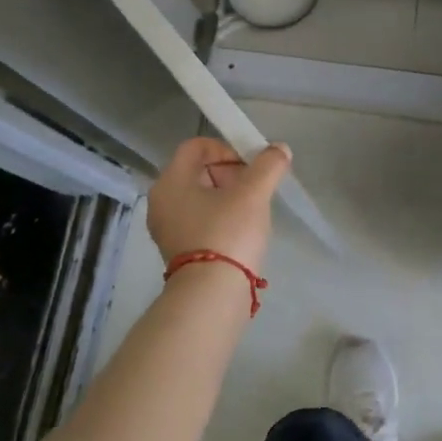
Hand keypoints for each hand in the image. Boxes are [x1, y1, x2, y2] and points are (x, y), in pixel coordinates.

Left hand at [145, 137, 290, 274]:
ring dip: (228, 198)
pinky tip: (241, 233)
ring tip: (252, 213)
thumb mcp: (254, 194)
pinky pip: (200, 221)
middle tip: (255, 190)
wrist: (212, 294)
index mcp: (171, 181)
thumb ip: (269, 165)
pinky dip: (220, 219)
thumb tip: (280, 149)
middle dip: (231, 174)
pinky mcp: (178, 250)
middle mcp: (161, 201)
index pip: (197, 146)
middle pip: (199, 171)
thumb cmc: (228, 233)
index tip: (251, 167)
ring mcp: (167, 228)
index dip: (227, 148)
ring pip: (201, 197)